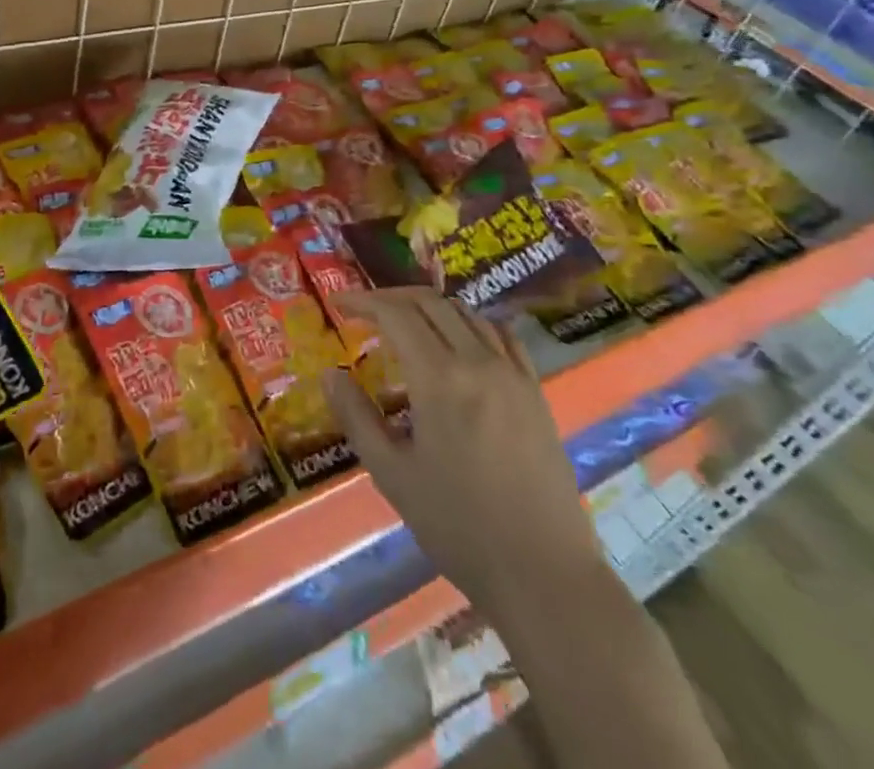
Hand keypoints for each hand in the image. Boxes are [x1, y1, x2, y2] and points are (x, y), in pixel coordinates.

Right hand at [323, 288, 599, 610]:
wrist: (543, 574)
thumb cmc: (458, 527)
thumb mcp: (392, 475)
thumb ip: (357, 417)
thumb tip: (330, 374)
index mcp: (439, 379)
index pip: (396, 314)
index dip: (364, 300)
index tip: (338, 302)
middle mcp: (478, 362)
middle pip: (431, 303)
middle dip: (393, 298)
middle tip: (366, 312)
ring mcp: (513, 374)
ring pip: (467, 313)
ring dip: (430, 308)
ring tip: (406, 324)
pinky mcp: (536, 392)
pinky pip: (501, 335)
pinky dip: (471, 324)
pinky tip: (460, 342)